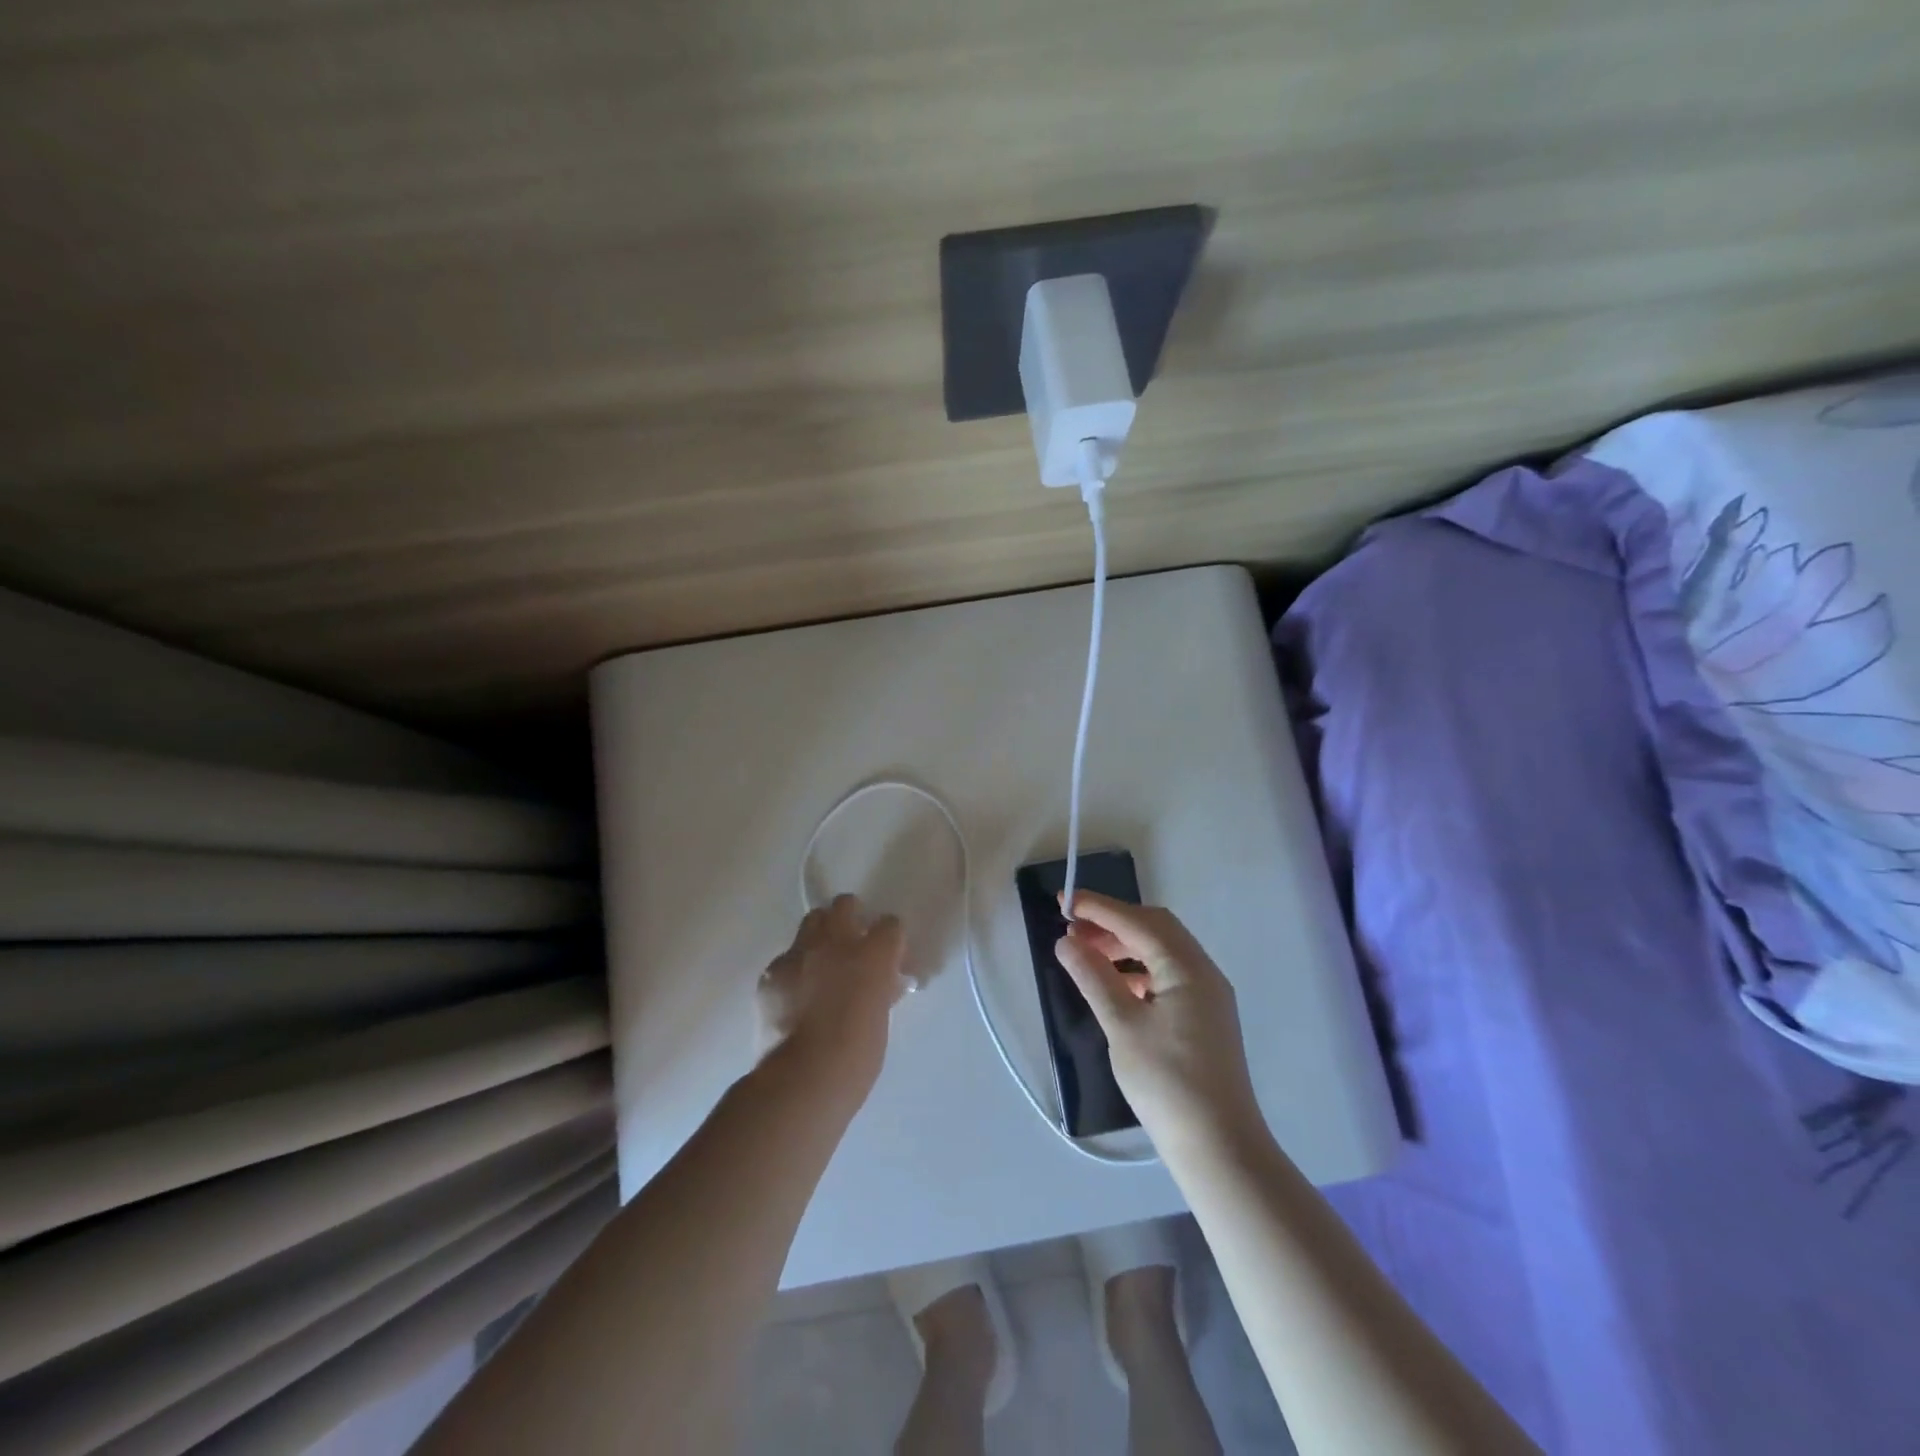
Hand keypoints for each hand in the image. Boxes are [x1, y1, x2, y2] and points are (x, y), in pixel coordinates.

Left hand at [757, 894, 906, 1093]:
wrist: (802, 1078)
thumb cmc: (856, 1056)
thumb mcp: (881, 1017)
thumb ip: (881, 989)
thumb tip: (881, 982)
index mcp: (872, 954)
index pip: (889, 925)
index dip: (889, 939)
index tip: (888, 955)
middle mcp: (835, 942)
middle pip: (844, 905)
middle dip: (849, 917)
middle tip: (852, 944)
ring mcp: (799, 953)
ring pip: (811, 922)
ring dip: (820, 936)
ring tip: (820, 964)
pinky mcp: (771, 972)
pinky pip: (786, 958)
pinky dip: (794, 969)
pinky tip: (794, 996)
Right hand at [1055, 892, 1262, 1159]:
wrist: (1219, 1147)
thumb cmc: (1167, 1083)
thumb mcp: (1122, 1026)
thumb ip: (1093, 977)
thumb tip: (1066, 941)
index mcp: (1188, 968)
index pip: (1139, 921)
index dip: (1100, 908)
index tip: (1065, 900)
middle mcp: (1203, 972)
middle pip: (1155, 929)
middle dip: (1113, 923)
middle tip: (1073, 928)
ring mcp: (1208, 996)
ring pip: (1162, 952)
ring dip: (1125, 946)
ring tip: (1087, 955)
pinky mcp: (1204, 1017)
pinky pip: (1168, 976)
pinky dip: (1139, 970)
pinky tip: (1115, 986)